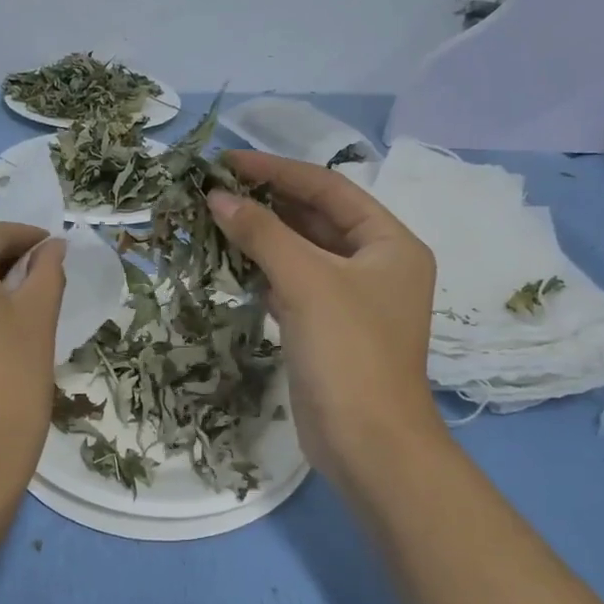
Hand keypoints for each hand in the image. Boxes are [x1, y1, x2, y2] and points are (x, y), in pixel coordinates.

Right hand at [209, 151, 443, 493]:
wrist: (367, 444)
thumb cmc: (349, 352)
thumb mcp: (308, 282)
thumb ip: (263, 234)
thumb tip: (218, 197)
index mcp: (389, 243)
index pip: (329, 189)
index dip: (278, 170)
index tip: (228, 160)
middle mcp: (375, 265)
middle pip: (315, 218)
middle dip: (267, 202)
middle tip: (214, 188)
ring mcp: (351, 300)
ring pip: (301, 253)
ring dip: (261, 237)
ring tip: (213, 217)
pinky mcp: (326, 329)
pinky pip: (292, 286)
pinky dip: (264, 273)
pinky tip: (231, 261)